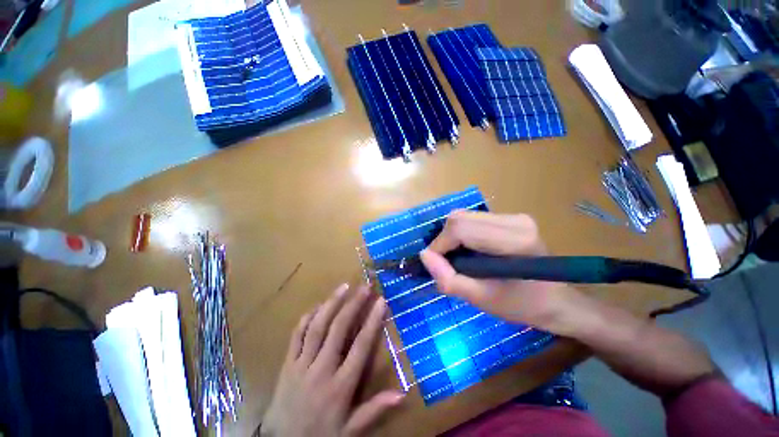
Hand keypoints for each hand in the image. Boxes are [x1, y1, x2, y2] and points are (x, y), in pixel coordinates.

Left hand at [260, 284, 403, 436]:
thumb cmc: (320, 435)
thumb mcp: (350, 430)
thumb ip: (374, 410)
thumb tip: (402, 393)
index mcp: (340, 386)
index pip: (360, 347)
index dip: (372, 321)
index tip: (381, 301)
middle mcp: (321, 370)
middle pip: (338, 329)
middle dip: (353, 304)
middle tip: (364, 287)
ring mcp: (301, 364)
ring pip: (316, 327)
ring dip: (331, 303)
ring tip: (344, 286)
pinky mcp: (287, 363)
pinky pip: (297, 335)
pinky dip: (307, 317)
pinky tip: (318, 305)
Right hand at [420, 211, 592, 335]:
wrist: (557, 301)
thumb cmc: (522, 306)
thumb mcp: (480, 299)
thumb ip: (448, 278)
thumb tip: (425, 255)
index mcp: (513, 241)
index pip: (460, 228)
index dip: (440, 244)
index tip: (435, 264)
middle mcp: (514, 220)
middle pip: (459, 217)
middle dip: (444, 240)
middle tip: (447, 262)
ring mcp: (514, 216)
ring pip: (464, 216)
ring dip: (453, 236)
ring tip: (458, 258)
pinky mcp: (512, 218)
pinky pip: (473, 219)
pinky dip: (463, 234)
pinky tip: (470, 250)